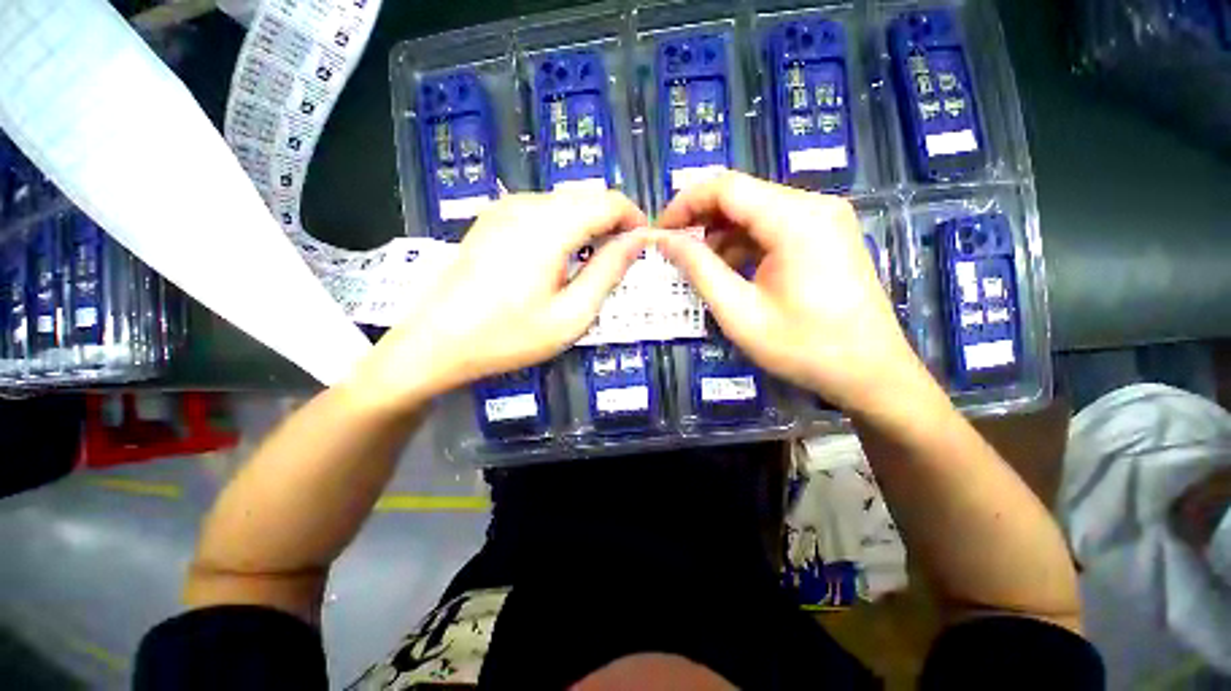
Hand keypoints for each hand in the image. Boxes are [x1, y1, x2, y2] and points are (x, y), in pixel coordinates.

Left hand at [348, 191, 648, 413]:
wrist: (436, 342)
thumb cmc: (509, 335)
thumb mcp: (571, 314)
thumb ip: (608, 272)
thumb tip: (637, 241)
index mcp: (550, 225)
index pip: (609, 201)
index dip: (634, 219)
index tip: (643, 247)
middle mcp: (528, 204)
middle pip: (587, 196)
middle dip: (613, 222)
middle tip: (620, 261)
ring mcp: (505, 208)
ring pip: (565, 201)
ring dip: (588, 224)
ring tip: (592, 263)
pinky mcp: (492, 219)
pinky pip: (542, 209)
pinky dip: (564, 226)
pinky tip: (558, 258)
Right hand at [654, 171, 920, 411]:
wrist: (871, 373)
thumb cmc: (803, 347)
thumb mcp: (739, 312)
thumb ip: (698, 269)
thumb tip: (664, 240)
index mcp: (795, 219)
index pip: (725, 187)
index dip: (684, 203)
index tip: (660, 232)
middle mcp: (813, 206)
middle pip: (741, 194)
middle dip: (700, 219)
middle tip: (672, 249)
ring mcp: (824, 219)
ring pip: (756, 210)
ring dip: (720, 233)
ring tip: (696, 264)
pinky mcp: (826, 235)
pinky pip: (773, 227)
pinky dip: (743, 243)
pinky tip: (728, 269)